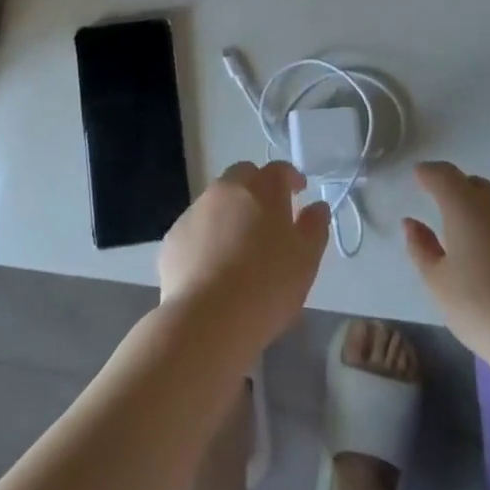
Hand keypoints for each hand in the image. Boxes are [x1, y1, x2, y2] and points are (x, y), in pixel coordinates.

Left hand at [158, 160, 330, 352]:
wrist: (206, 320)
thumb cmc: (266, 287)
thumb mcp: (306, 260)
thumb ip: (314, 227)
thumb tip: (316, 206)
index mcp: (261, 190)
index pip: (278, 170)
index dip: (290, 177)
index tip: (298, 191)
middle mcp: (225, 191)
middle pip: (243, 176)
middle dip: (257, 187)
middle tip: (269, 215)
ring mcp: (195, 212)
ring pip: (216, 201)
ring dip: (230, 212)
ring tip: (240, 245)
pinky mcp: (174, 238)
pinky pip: (196, 228)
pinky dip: (207, 236)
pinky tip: (213, 266)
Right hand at [403, 161, 489, 374]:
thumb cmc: (485, 311)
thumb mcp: (439, 284)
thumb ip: (421, 248)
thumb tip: (412, 222)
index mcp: (466, 206)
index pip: (444, 174)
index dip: (429, 173)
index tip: (419, 177)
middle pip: (475, 186)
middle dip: (458, 192)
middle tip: (446, 215)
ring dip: (485, 214)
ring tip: (477, 245)